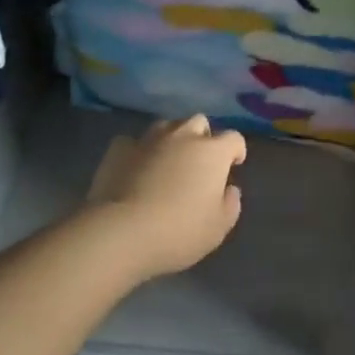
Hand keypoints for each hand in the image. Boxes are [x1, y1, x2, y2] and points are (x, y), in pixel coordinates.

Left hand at [79, 116, 246, 280]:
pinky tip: (134, 167)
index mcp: (212, 152)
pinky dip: (138, 151)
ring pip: (166, 126)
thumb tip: (229, 189)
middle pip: (199, 122)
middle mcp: (183, 136)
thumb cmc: (179, 231)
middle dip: (203, 137)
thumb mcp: (218, 228)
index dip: (236, 150)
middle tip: (199, 162)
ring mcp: (148, 139)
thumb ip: (230, 204)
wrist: (121, 232)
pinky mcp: (118, 149)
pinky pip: (133, 142)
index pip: (233, 138)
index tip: (233, 166)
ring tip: (167, 161)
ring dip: (171, 139)